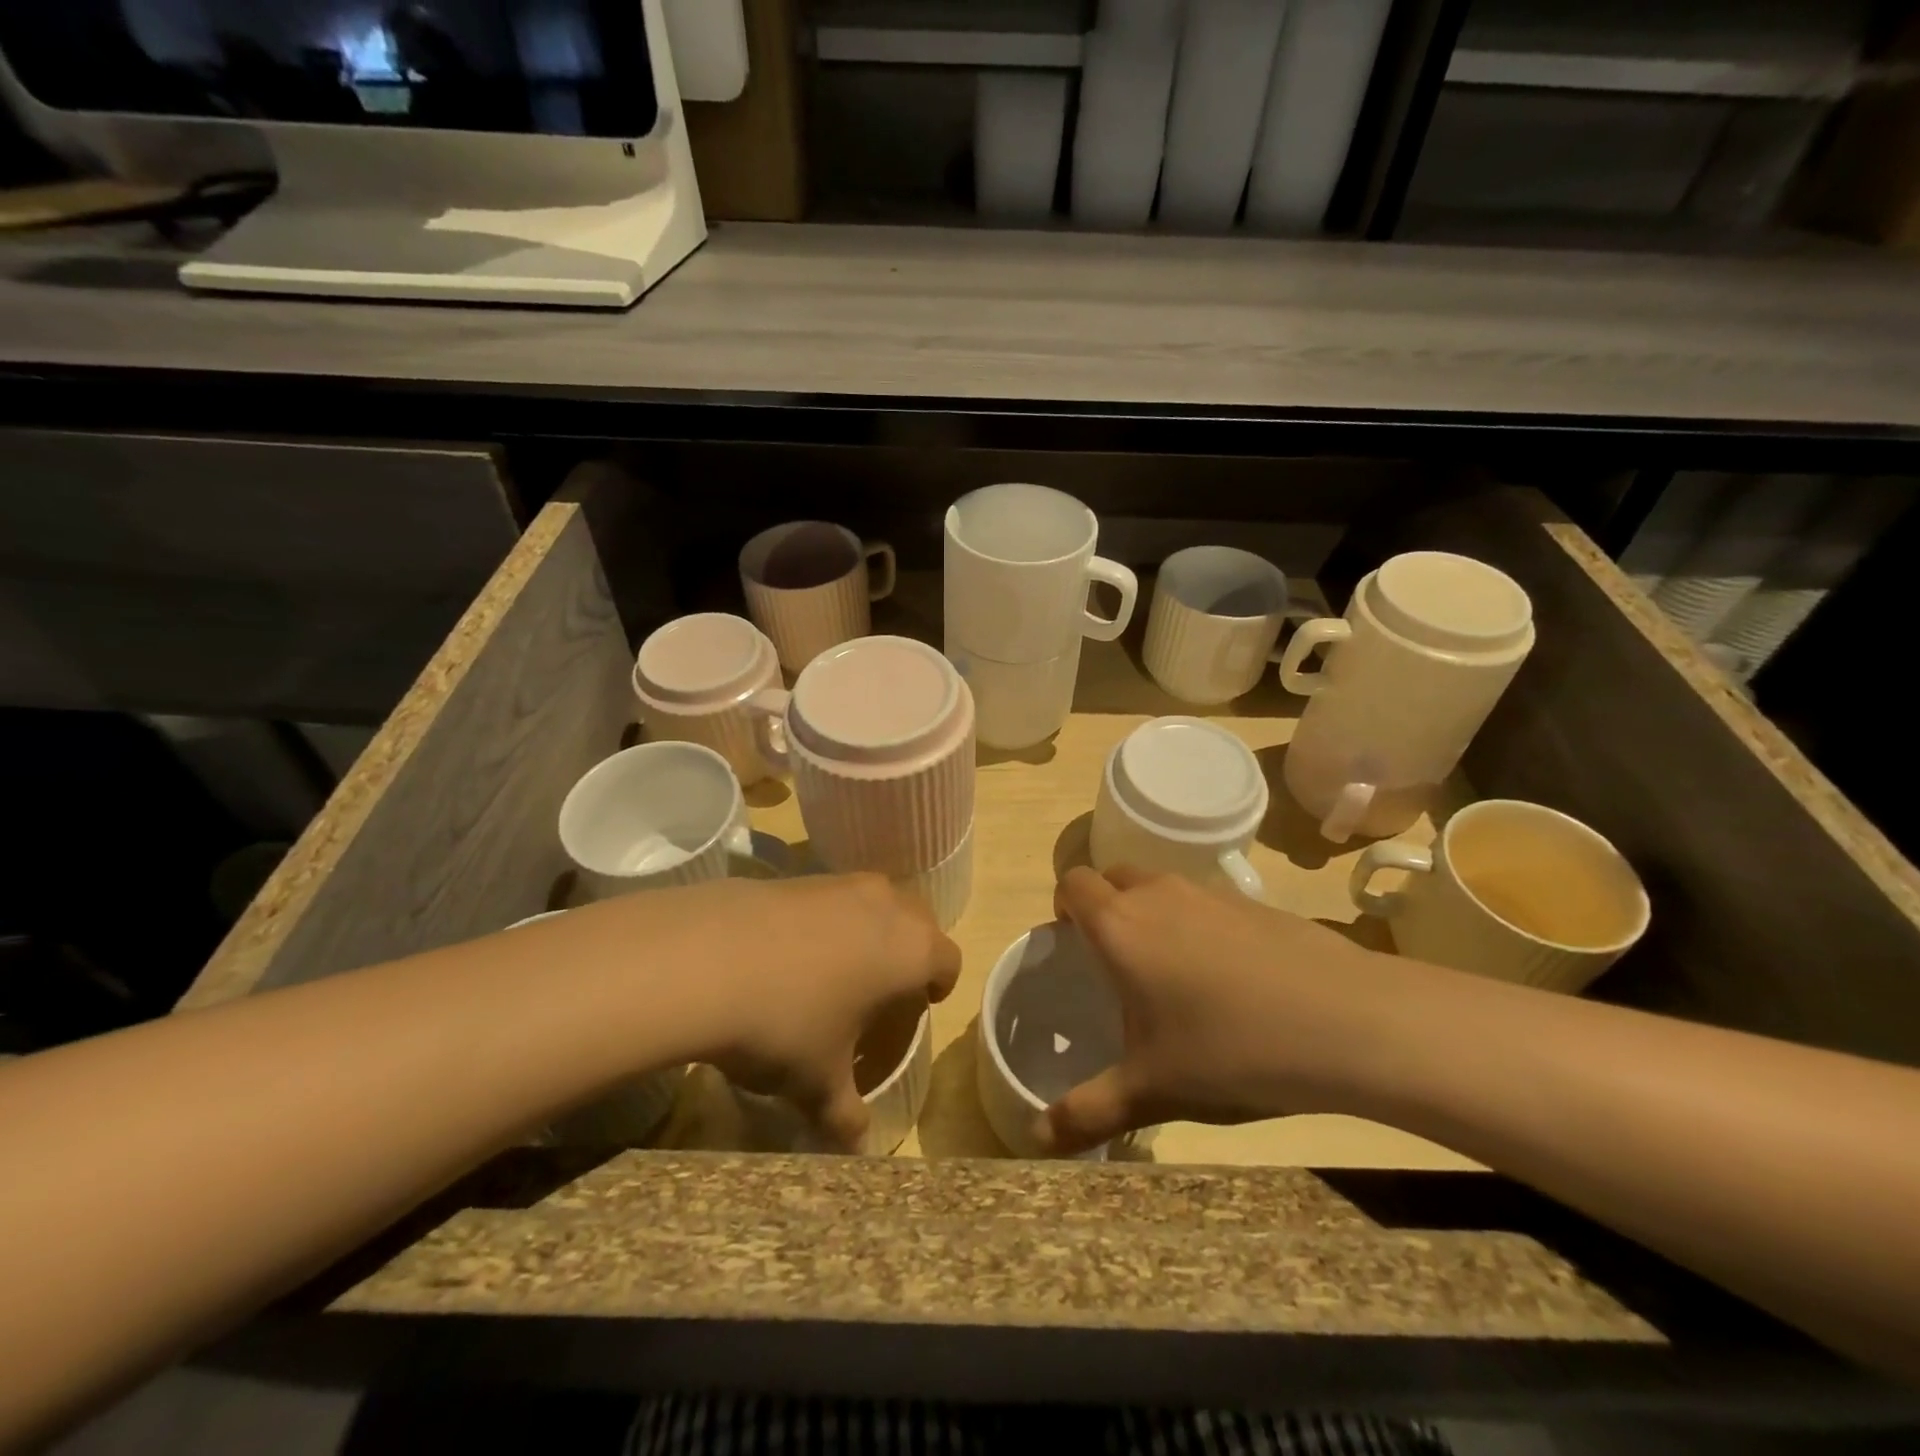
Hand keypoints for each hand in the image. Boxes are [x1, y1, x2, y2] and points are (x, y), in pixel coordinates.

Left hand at [657, 875, 960, 1149]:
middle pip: (917, 920)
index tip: (922, 1004)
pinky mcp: (797, 876)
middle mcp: (886, 904)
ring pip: (873, 902)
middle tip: (883, 987)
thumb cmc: (787, 1023)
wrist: (705, 959)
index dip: (939, 984)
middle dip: (908, 950)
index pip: (947, 960)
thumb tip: (857, 1148)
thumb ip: (846, 1116)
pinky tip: (790, 953)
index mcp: (911, 949)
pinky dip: (825, 920)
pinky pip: (830, 897)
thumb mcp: (818, 1083)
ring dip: (866, 930)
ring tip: (835, 970)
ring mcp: (840, 884)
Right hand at [1041, 866, 1413, 1155]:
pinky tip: (1228, 979)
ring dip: (1151, 912)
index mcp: (1120, 926)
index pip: (1073, 882)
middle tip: (1115, 961)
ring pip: (1160, 885)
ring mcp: (1210, 893)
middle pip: (1113, 876)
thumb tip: (1036, 1141)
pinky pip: (1205, 900)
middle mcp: (1158, 895)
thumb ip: (1087, 1113)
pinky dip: (1197, 923)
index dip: (1064, 905)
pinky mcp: (1254, 903)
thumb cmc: (1229, 1049)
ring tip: (1171, 973)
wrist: (1345, 1022)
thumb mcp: (1151, 1091)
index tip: (1072, 943)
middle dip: (1104, 905)